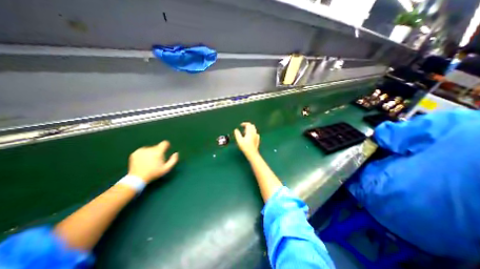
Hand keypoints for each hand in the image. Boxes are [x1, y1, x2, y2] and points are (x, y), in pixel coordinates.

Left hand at [129, 141, 178, 182]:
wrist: (137, 179)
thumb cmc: (154, 173)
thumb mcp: (166, 169)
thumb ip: (173, 160)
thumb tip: (176, 153)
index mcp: (158, 152)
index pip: (165, 143)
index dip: (167, 145)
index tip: (167, 149)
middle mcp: (149, 149)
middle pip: (157, 146)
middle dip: (159, 151)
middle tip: (157, 159)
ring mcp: (141, 150)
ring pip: (150, 148)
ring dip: (152, 152)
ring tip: (150, 161)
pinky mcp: (135, 153)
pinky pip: (143, 150)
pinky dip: (145, 154)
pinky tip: (144, 160)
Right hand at [235, 123, 260, 158]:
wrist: (252, 153)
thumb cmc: (245, 147)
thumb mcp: (239, 140)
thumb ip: (237, 134)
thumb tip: (236, 130)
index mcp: (250, 132)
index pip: (248, 124)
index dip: (244, 123)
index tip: (240, 125)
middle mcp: (254, 133)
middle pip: (252, 126)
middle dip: (247, 126)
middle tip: (243, 130)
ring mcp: (256, 136)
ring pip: (254, 129)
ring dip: (250, 129)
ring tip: (245, 134)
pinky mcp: (258, 139)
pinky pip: (255, 133)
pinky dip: (252, 133)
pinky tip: (250, 137)